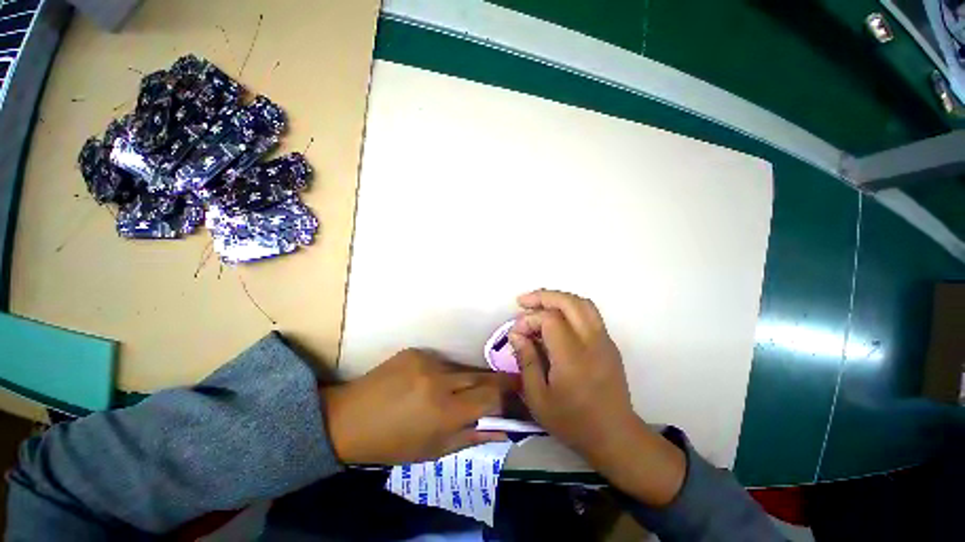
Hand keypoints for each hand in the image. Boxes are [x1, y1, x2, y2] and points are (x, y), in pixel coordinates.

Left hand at [322, 348, 516, 464]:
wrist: (349, 418)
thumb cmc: (392, 444)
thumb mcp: (433, 451)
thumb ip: (471, 436)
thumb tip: (503, 428)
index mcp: (444, 411)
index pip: (491, 397)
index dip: (509, 396)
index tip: (520, 394)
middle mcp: (439, 380)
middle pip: (482, 376)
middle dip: (498, 382)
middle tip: (508, 385)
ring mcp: (427, 361)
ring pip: (462, 368)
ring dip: (468, 379)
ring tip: (461, 391)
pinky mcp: (416, 350)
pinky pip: (442, 361)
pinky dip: (445, 373)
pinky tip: (432, 383)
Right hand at [509, 289, 685, 506]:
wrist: (615, 435)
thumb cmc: (573, 421)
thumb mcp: (538, 398)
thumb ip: (527, 361)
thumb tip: (516, 334)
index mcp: (572, 357)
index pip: (549, 319)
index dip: (529, 319)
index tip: (517, 332)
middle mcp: (591, 342)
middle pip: (569, 302)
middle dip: (543, 296)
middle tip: (523, 301)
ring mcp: (604, 340)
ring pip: (582, 303)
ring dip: (558, 298)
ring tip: (539, 304)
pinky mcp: (609, 343)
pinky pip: (589, 314)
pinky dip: (570, 307)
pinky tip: (556, 318)